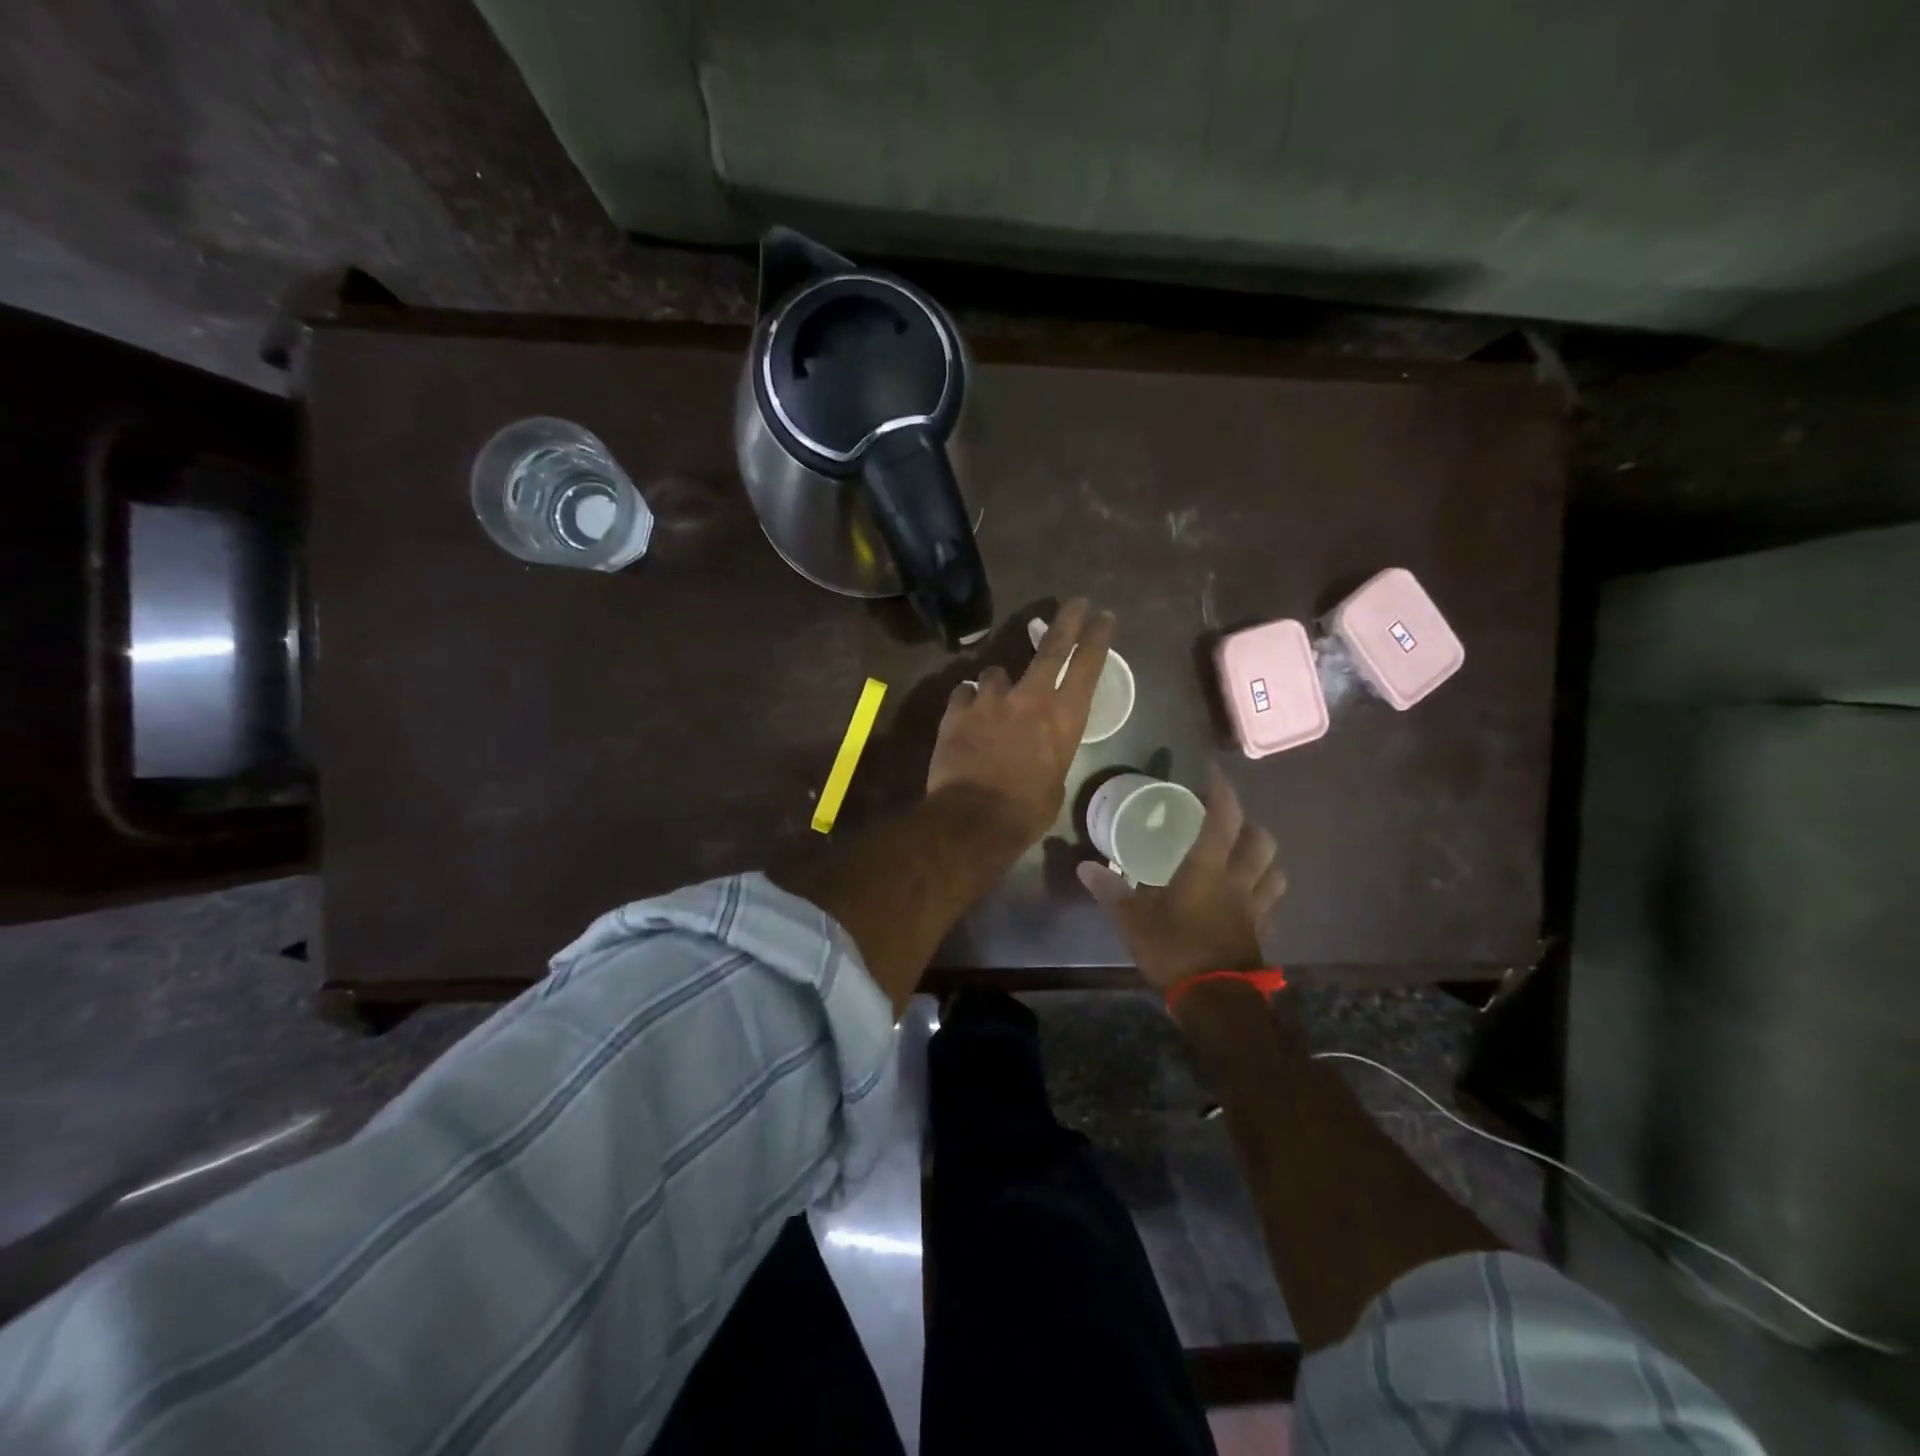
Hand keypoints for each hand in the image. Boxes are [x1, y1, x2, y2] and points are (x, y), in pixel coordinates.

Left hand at [926, 598, 1117, 846]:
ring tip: (994, 699)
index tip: (1104, 616)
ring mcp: (990, 700)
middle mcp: (1030, 698)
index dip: (1097, 638)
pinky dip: (968, 702)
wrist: (973, 819)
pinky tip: (965, 715)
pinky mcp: (957, 710)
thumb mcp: (1055, 783)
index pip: (1088, 666)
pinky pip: (964, 694)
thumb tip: (1039, 751)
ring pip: (996, 672)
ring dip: (998, 684)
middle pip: (1051, 647)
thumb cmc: (1026, 812)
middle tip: (1075, 602)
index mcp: (1063, 719)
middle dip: (1066, 621)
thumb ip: (1050, 754)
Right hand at [1077, 771, 1285, 990]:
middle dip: (1250, 823)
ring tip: (1247, 855)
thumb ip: (1111, 891)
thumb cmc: (1174, 951)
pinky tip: (1248, 898)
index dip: (1221, 791)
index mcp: (1208, 869)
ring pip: (1275, 871)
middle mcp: (1239, 881)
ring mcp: (1255, 908)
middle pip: (1261, 841)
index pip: (1224, 818)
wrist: (1216, 1001)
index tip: (1213, 773)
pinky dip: (1263, 892)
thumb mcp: (1132, 920)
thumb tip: (1084, 867)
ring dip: (1265, 857)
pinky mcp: (1261, 933)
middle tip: (1231, 820)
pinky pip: (1270, 903)